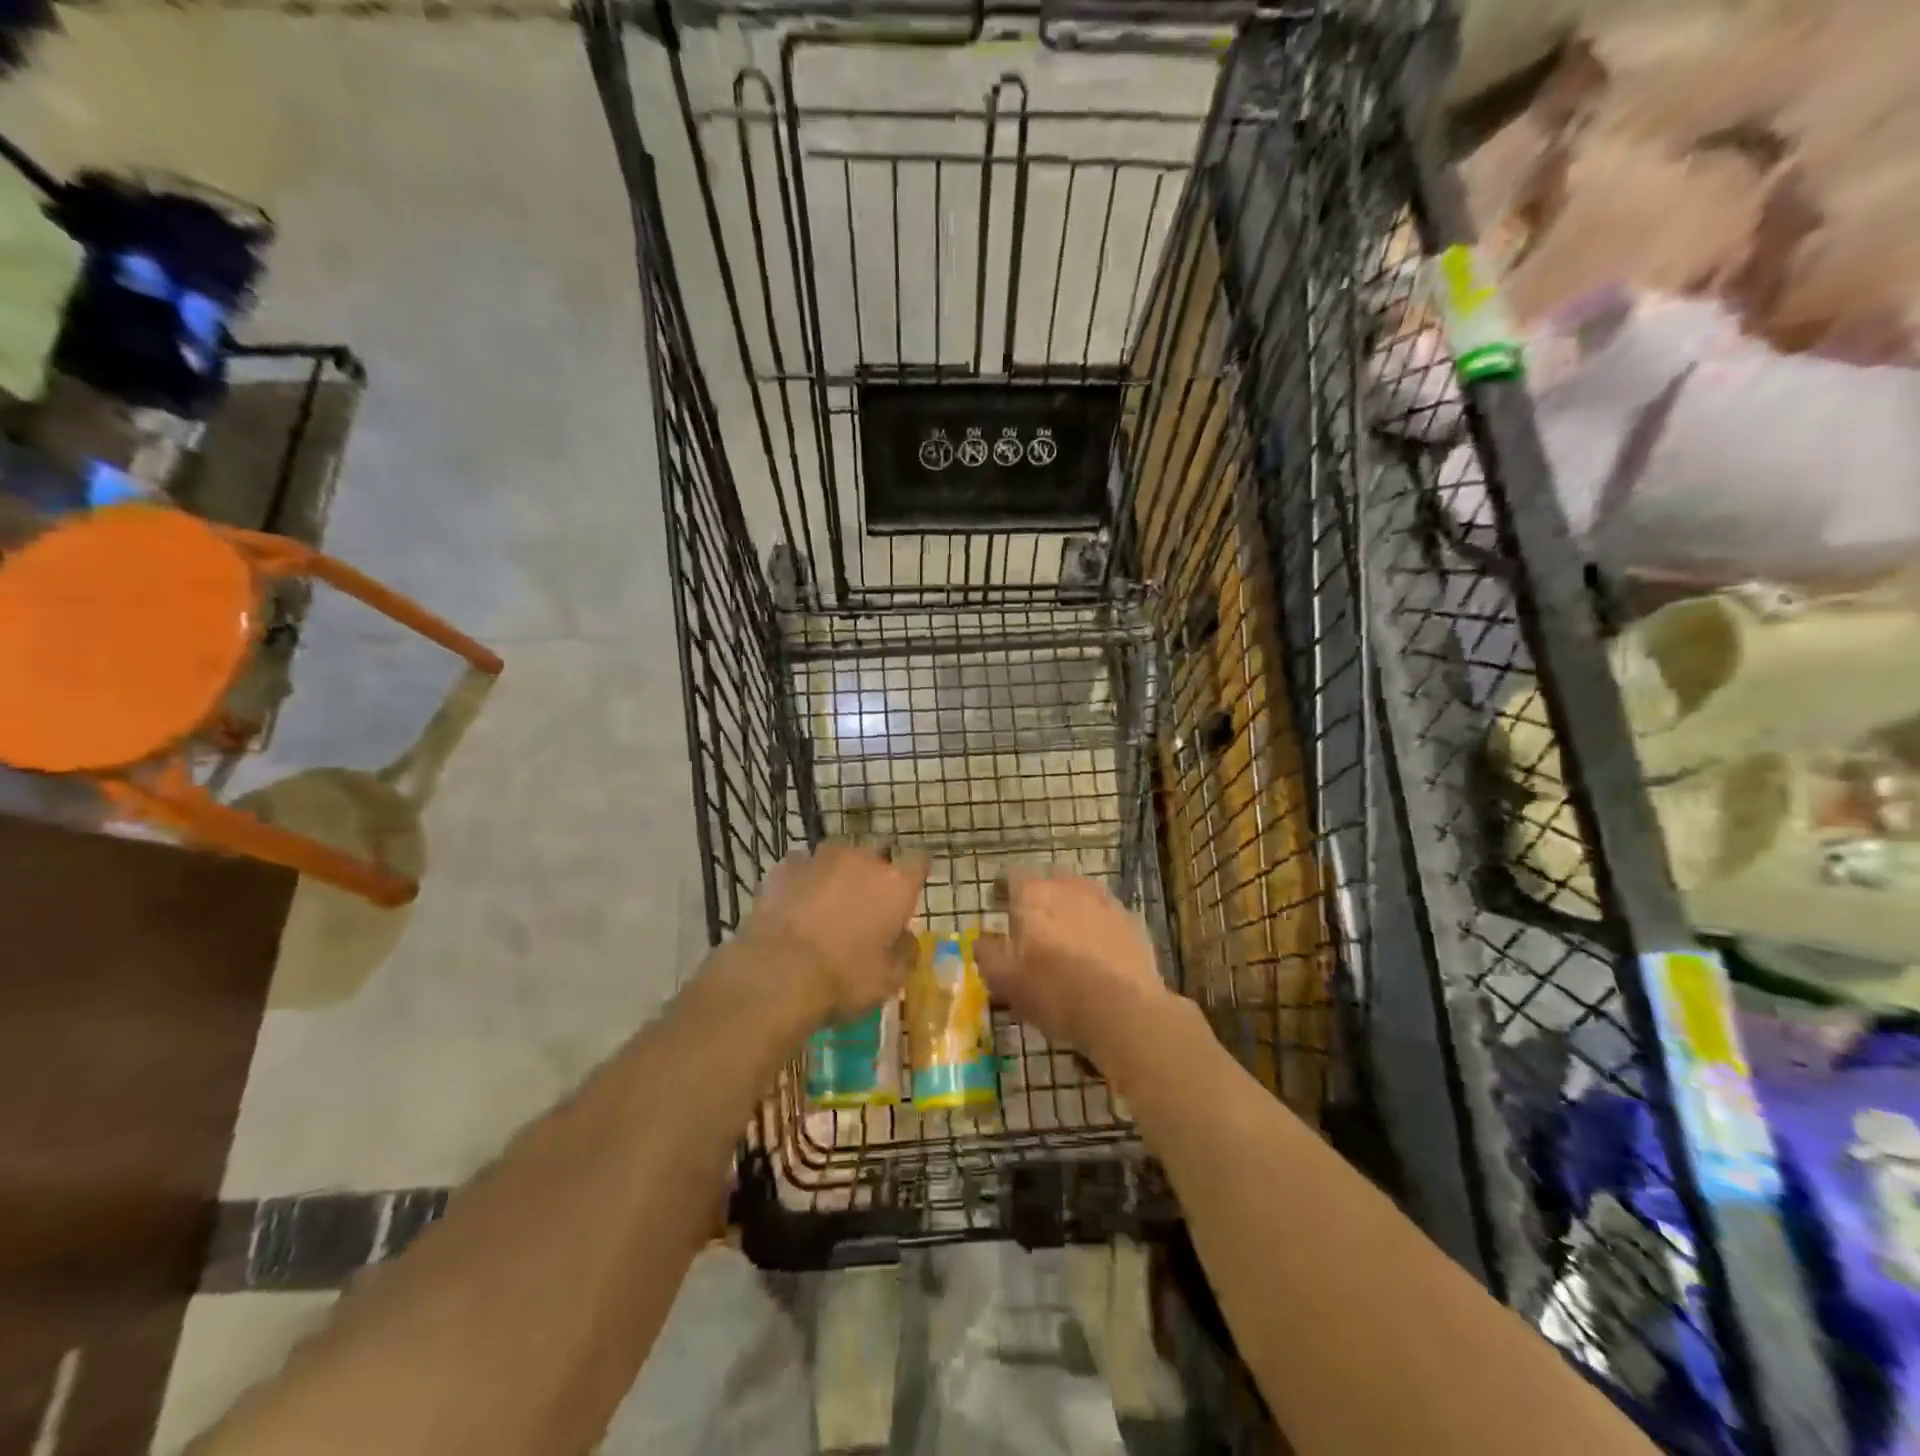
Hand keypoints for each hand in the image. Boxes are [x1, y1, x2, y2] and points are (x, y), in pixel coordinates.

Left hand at [740, 842, 926, 1022]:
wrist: (779, 974)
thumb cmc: (846, 977)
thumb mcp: (890, 978)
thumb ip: (905, 951)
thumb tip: (905, 938)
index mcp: (896, 883)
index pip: (919, 859)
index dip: (914, 872)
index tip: (908, 887)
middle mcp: (862, 859)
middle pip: (876, 853)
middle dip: (873, 873)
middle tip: (865, 903)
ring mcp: (821, 858)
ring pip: (837, 855)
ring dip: (837, 873)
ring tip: (826, 901)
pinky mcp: (786, 866)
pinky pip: (802, 866)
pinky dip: (803, 880)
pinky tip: (795, 903)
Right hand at [974, 869, 1173, 1062]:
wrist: (1123, 1010)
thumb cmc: (1055, 993)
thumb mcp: (1006, 982)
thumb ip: (987, 955)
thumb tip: (982, 940)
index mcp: (1033, 895)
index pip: (1012, 876)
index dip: (1003, 890)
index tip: (998, 906)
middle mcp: (1068, 887)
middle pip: (1048, 880)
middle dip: (1038, 897)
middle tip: (1032, 924)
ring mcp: (1103, 901)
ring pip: (1079, 894)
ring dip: (1069, 907)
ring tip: (1065, 936)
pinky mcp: (1130, 921)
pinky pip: (1105, 914)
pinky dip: (1096, 924)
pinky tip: (1096, 949)